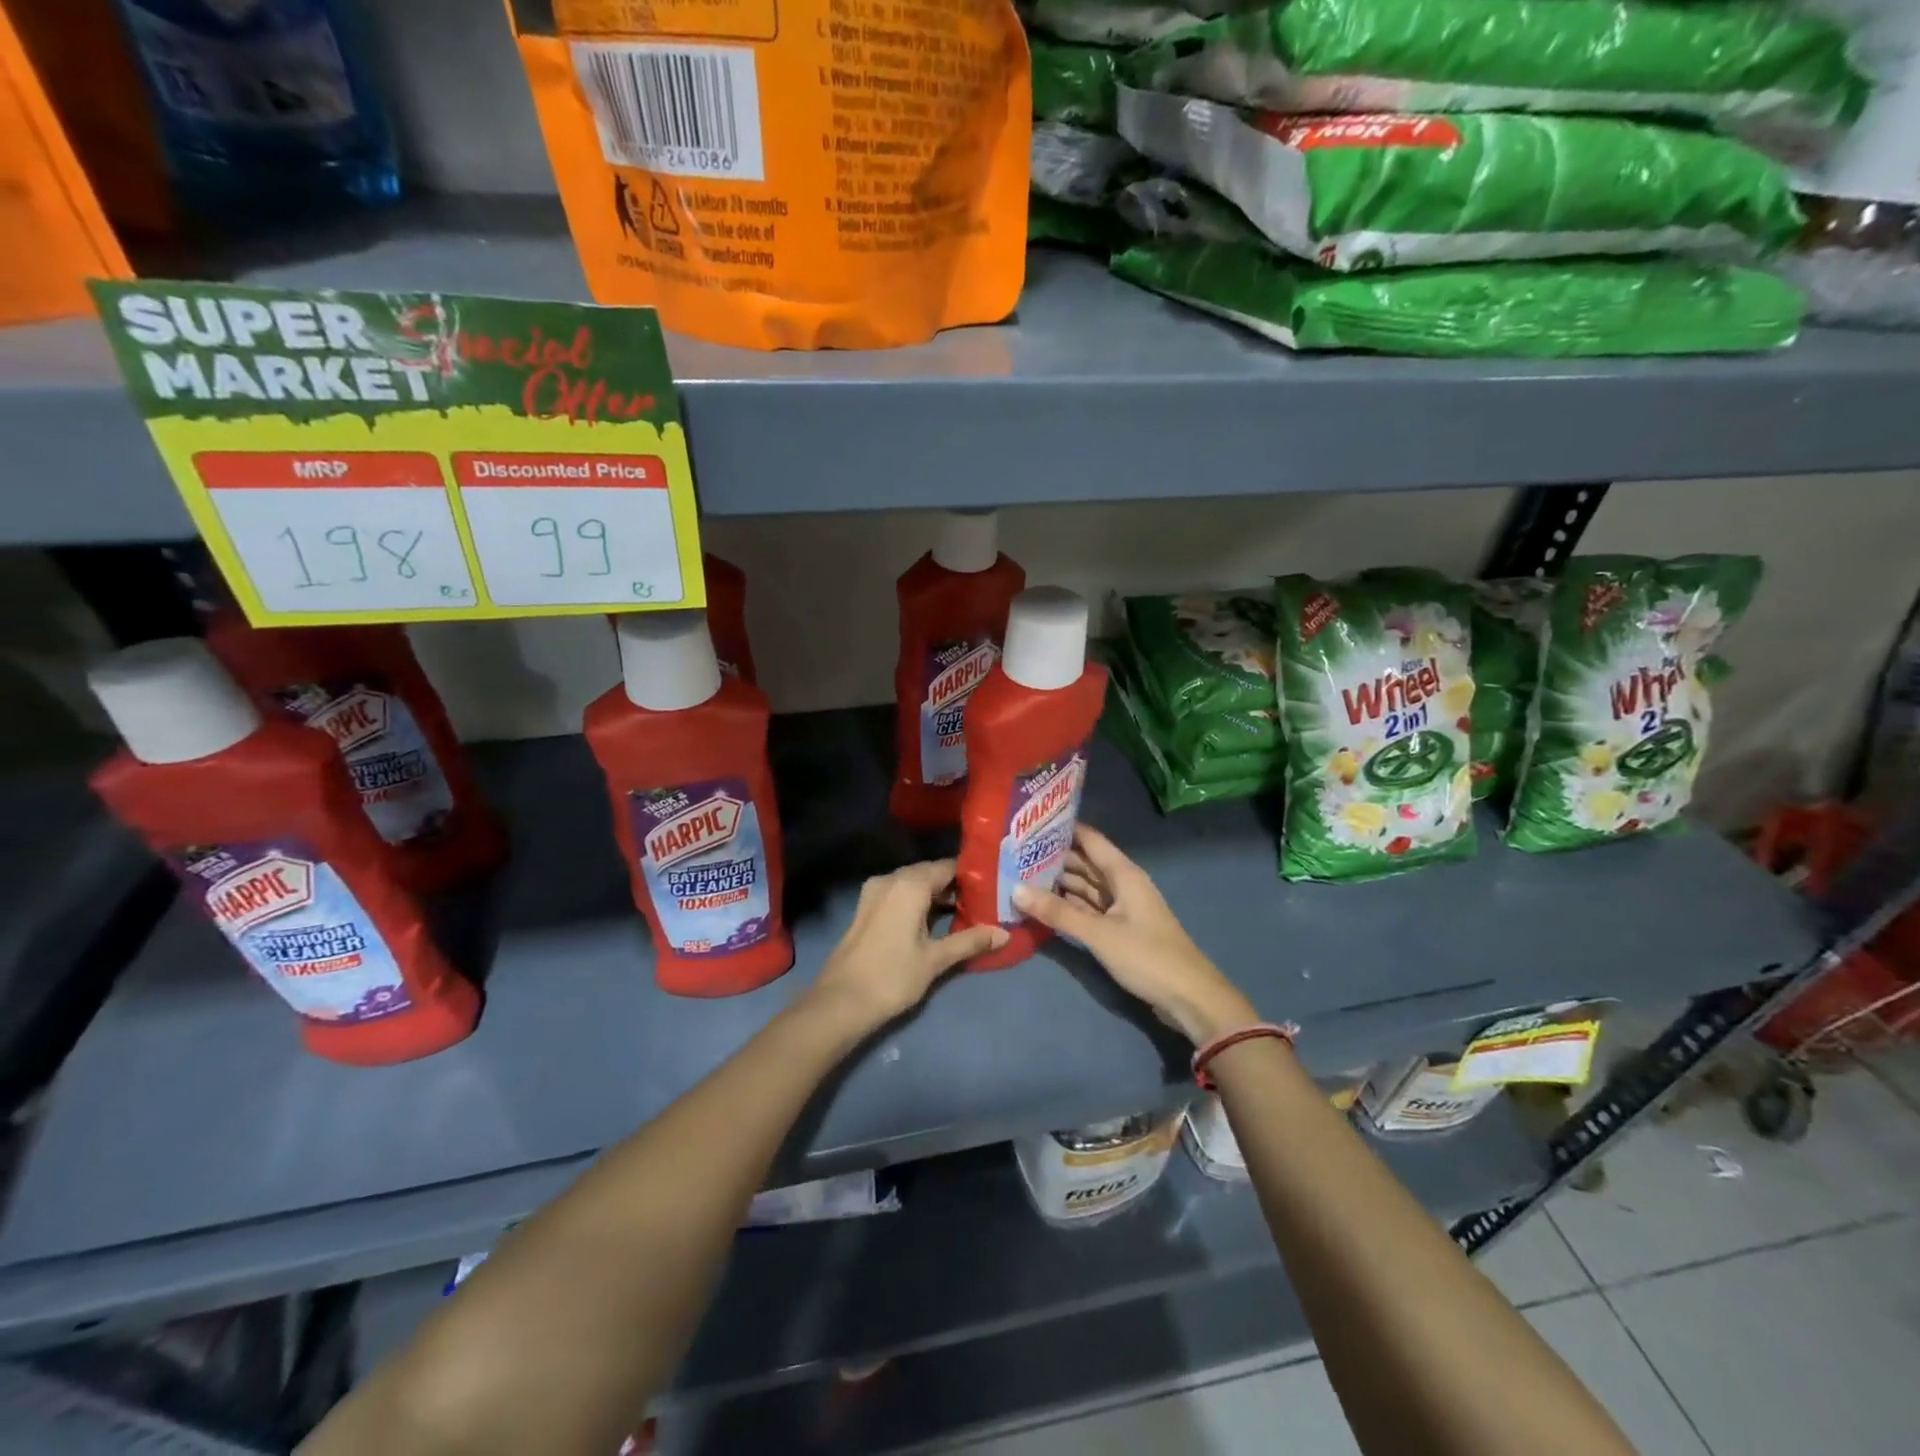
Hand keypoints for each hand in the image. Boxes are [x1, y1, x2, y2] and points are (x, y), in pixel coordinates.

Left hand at [807, 860, 1007, 1029]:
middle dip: (955, 886)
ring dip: (936, 896)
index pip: (948, 867)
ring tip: (965, 913)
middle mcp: (891, 879)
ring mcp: (874, 892)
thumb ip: (970, 941)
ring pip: (913, 884)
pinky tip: (934, 922)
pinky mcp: (866, 908)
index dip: (972, 876)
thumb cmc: (892, 976)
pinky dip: (917, 902)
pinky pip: (898, 894)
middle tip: (984, 902)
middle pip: (930, 873)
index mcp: (910, 884)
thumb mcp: (936, 959)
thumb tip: (1005, 933)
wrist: (840, 1002)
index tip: (994, 887)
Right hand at [1013, 824, 1257, 1044]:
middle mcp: (1123, 885)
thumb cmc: (1147, 957)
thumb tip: (1015, 889)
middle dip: (1054, 858)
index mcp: (1124, 874)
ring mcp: (1122, 908)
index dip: (1063, 829)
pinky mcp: (1121, 930)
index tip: (1029, 823)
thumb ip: (1058, 912)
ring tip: (1021, 876)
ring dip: (1059, 884)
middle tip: (1015, 853)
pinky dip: (1070, 907)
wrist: (1190, 998)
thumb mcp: (1099, 934)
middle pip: (1085, 863)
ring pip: (1086, 888)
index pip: (1090, 840)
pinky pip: (1090, 909)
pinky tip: (1045, 906)